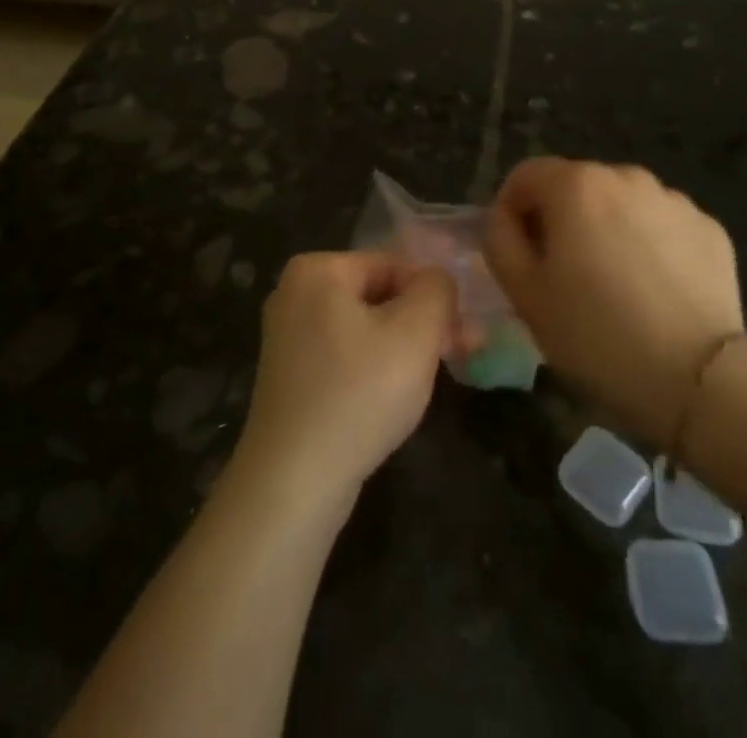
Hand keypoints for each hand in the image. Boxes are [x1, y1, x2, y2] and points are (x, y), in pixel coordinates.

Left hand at [233, 252, 457, 513]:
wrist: (293, 481)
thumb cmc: (359, 393)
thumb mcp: (415, 333)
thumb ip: (436, 291)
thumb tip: (437, 280)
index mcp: (317, 269)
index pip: (393, 265)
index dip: (432, 297)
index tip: (461, 335)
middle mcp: (293, 292)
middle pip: (377, 295)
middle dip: (419, 323)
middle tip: (454, 357)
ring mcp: (285, 335)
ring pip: (362, 328)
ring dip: (400, 349)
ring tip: (425, 383)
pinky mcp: (287, 375)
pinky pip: (342, 356)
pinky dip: (370, 370)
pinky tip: (388, 401)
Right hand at [484, 158, 744, 448]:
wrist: (699, 382)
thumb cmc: (595, 335)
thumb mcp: (523, 292)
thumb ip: (500, 239)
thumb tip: (505, 217)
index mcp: (576, 185)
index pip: (525, 175)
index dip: (511, 209)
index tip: (517, 251)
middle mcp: (626, 176)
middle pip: (576, 186)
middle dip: (561, 218)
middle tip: (563, 273)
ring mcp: (674, 200)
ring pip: (621, 204)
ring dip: (607, 228)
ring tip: (613, 284)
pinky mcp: (710, 229)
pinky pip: (662, 225)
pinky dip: (650, 244)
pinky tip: (655, 291)